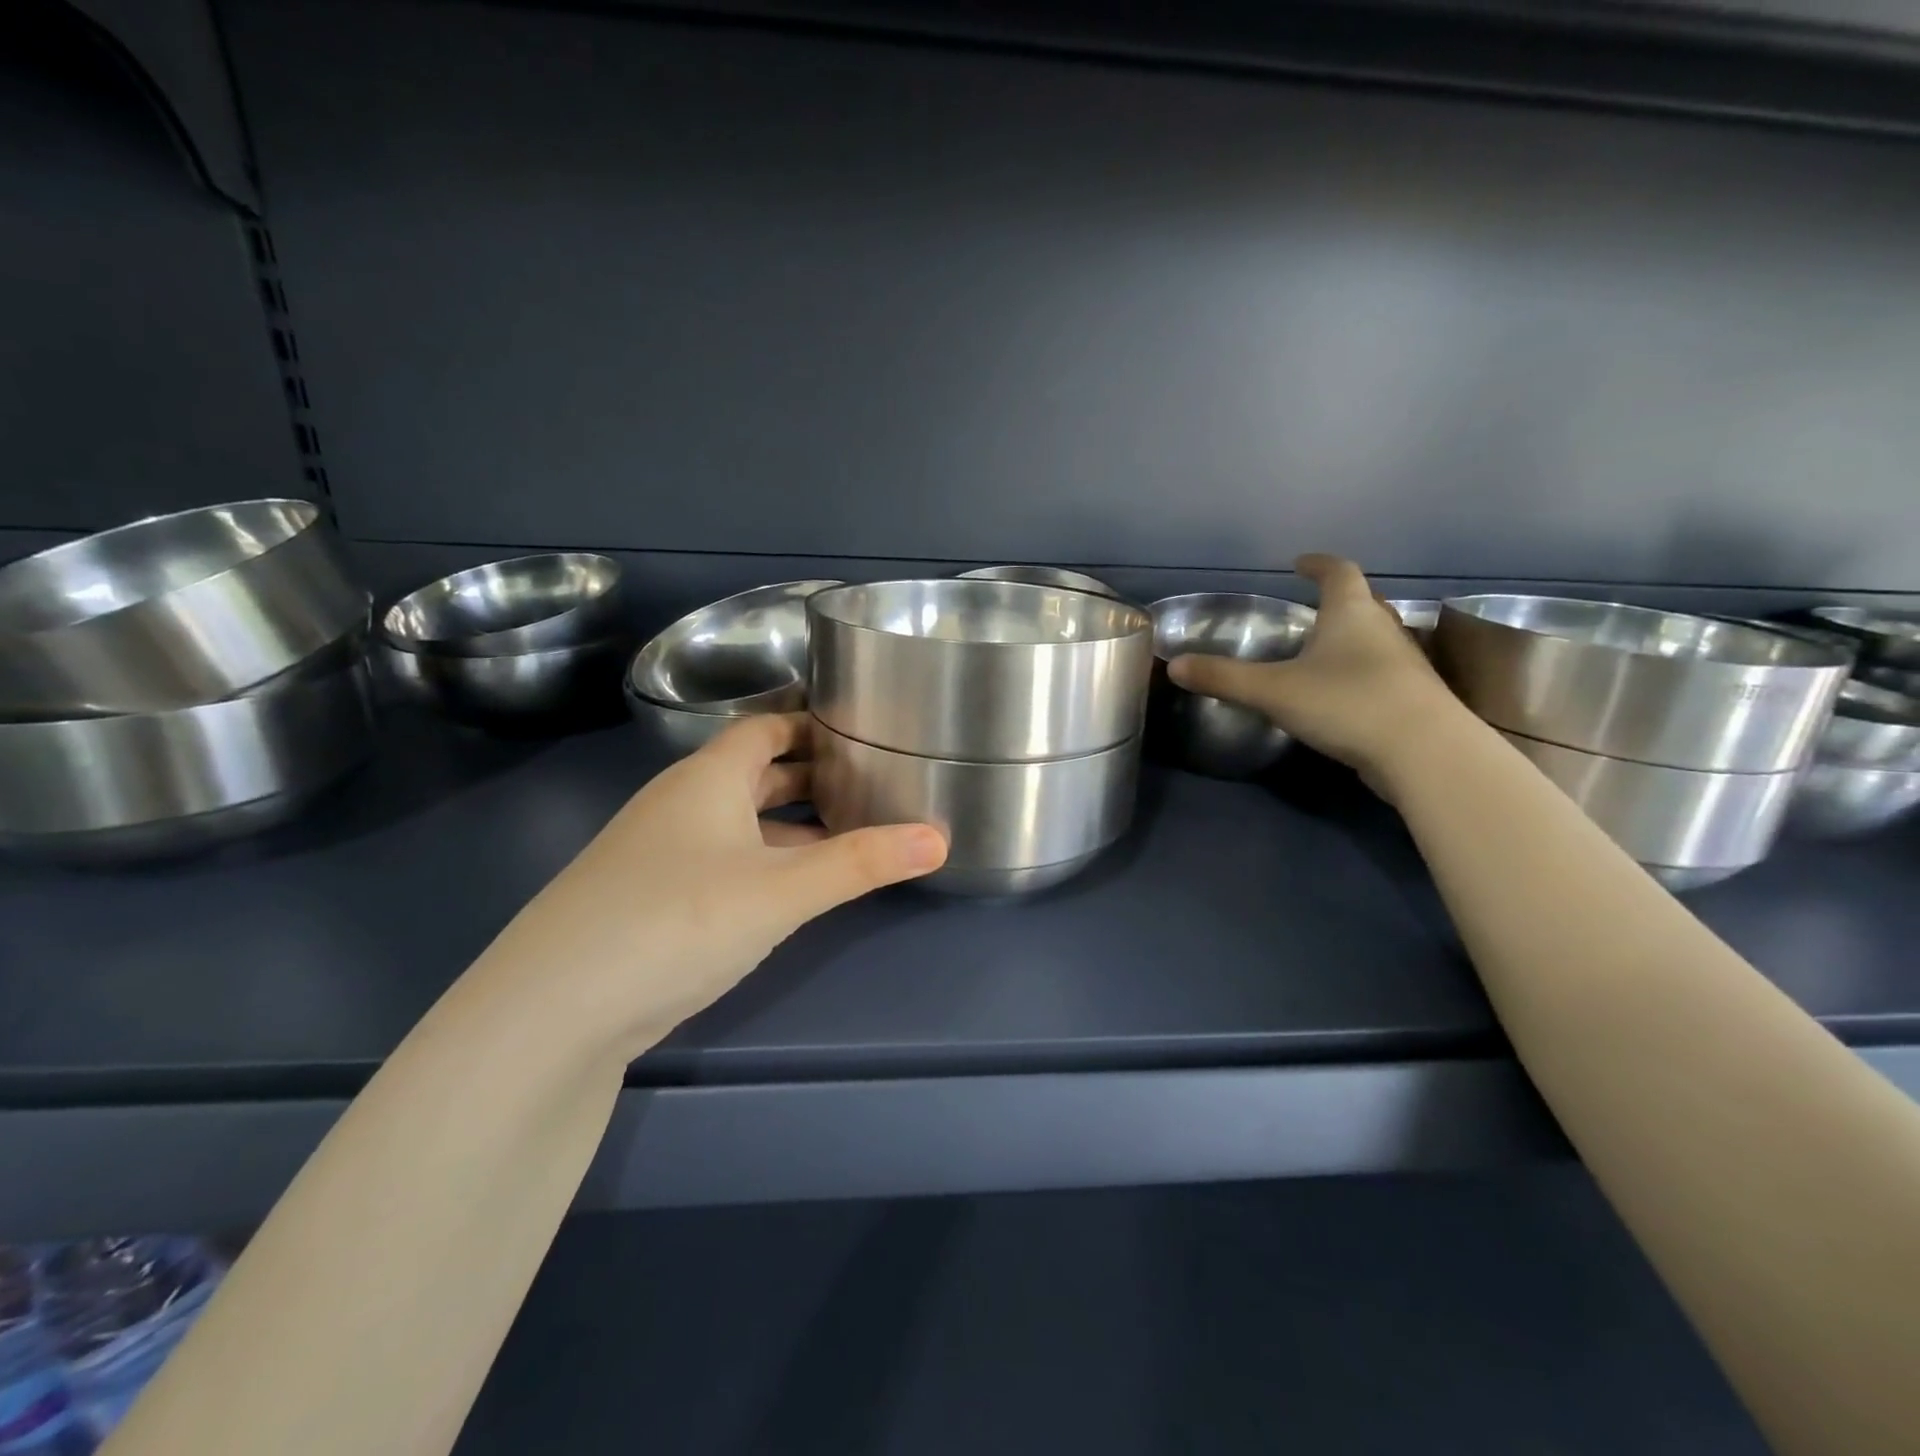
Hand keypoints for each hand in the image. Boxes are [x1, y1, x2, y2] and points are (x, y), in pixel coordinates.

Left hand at [469, 713, 946, 1061]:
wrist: (556, 1009)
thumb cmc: (677, 919)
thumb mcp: (781, 889)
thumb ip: (861, 863)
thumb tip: (940, 838)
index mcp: (708, 779)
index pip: (765, 726)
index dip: (810, 720)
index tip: (862, 723)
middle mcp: (682, 804)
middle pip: (756, 771)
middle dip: (810, 772)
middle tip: (872, 777)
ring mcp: (663, 853)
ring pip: (741, 820)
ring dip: (791, 821)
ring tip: (850, 829)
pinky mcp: (655, 899)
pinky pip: (726, 860)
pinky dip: (766, 860)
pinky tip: (795, 887)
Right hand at [1167, 554, 1467, 788]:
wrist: (1424, 752)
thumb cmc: (1346, 703)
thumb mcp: (1273, 690)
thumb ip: (1223, 677)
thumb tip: (1173, 665)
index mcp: (1352, 613)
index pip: (1338, 571)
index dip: (1318, 565)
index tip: (1299, 563)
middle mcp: (1384, 628)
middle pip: (1364, 602)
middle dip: (1338, 600)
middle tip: (1312, 606)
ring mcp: (1404, 663)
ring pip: (1376, 638)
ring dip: (1352, 637)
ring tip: (1323, 650)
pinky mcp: (1413, 697)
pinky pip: (1381, 672)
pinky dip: (1360, 672)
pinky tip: (1342, 694)